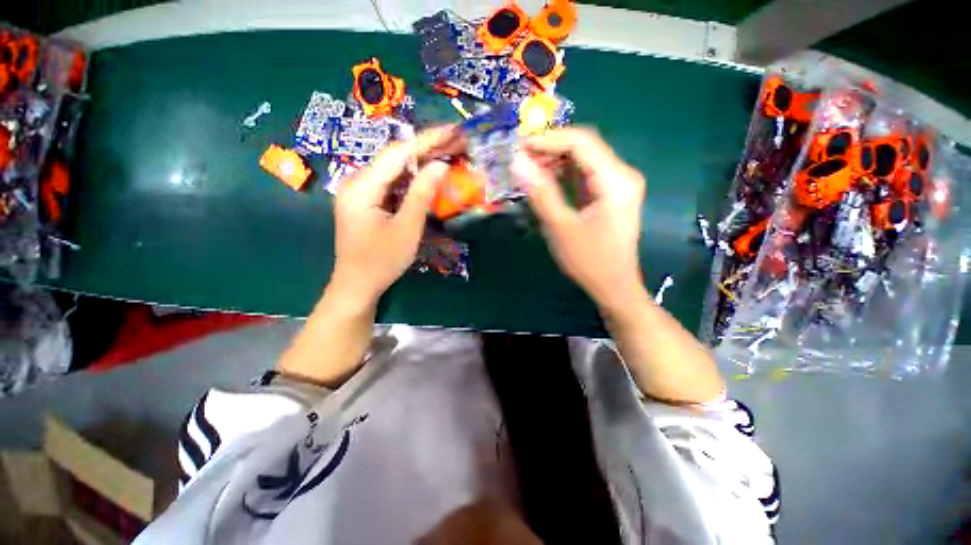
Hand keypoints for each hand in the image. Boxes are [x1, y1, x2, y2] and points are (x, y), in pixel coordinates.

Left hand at [330, 126, 457, 305]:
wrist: (357, 286)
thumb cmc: (381, 262)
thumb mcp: (406, 229)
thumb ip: (422, 195)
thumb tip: (440, 164)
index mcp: (361, 186)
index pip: (397, 153)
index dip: (427, 140)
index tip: (452, 130)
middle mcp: (357, 181)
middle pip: (396, 158)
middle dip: (427, 148)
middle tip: (457, 141)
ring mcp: (362, 191)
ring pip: (395, 170)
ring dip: (422, 163)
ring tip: (449, 154)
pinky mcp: (368, 201)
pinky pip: (393, 184)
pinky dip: (413, 180)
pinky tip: (430, 176)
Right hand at [513, 128, 646, 310]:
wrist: (614, 287)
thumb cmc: (589, 262)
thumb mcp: (561, 227)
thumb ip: (540, 193)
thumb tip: (517, 161)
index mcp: (616, 180)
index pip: (581, 142)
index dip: (548, 139)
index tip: (518, 145)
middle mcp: (622, 174)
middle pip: (584, 146)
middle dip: (550, 147)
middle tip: (519, 156)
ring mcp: (618, 183)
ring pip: (583, 158)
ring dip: (554, 159)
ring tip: (527, 166)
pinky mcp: (610, 193)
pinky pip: (584, 173)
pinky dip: (563, 173)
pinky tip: (544, 178)